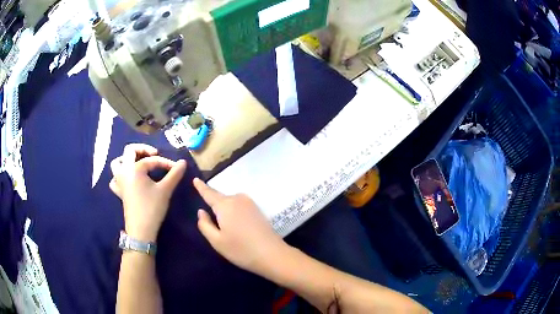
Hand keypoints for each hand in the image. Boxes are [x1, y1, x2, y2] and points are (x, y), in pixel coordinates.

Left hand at [110, 144, 186, 241]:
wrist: (141, 230)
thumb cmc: (152, 208)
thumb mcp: (165, 190)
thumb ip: (174, 174)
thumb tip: (183, 162)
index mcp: (134, 168)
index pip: (152, 160)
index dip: (165, 162)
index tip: (176, 168)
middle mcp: (124, 171)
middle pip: (129, 151)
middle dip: (142, 149)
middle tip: (153, 154)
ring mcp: (119, 181)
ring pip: (117, 162)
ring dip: (127, 159)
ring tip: (137, 163)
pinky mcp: (119, 192)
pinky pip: (114, 179)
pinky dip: (119, 175)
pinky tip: (127, 179)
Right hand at [194, 178, 286, 272]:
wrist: (272, 254)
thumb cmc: (241, 250)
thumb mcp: (217, 241)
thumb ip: (205, 225)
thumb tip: (201, 211)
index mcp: (225, 205)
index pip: (209, 193)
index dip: (201, 187)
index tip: (195, 179)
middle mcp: (238, 199)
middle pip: (221, 199)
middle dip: (214, 204)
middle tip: (210, 219)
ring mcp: (250, 203)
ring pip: (231, 203)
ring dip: (225, 210)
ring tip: (225, 227)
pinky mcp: (258, 209)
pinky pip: (239, 206)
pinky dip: (234, 212)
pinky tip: (236, 226)